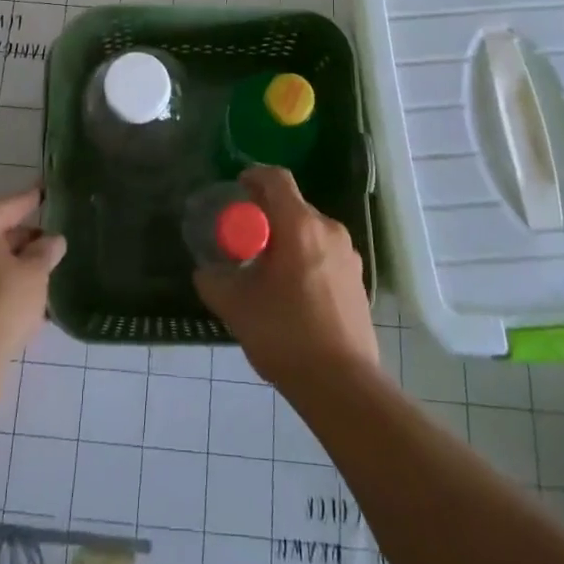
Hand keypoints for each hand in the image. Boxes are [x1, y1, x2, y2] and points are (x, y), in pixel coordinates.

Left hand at [0, 189, 65, 369]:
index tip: (48, 191)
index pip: (12, 204)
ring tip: (44, 270)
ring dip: (13, 263)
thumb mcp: (35, 272)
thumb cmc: (0, 302)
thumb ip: (45, 251)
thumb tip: (53, 240)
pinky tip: (23, 293)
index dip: (34, 200)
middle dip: (24, 239)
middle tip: (53, 242)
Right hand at [193, 166, 378, 391]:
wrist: (344, 387)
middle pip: (293, 205)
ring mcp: (349, 255)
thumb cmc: (286, 335)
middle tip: (244, 238)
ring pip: (310, 231)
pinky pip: (325, 253)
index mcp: (300, 225)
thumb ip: (214, 282)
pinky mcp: (358, 281)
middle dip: (267, 214)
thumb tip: (205, 272)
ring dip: (287, 238)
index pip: (276, 179)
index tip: (236, 190)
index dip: (253, 176)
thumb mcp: (237, 307)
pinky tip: (292, 292)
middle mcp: (329, 230)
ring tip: (266, 269)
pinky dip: (305, 258)